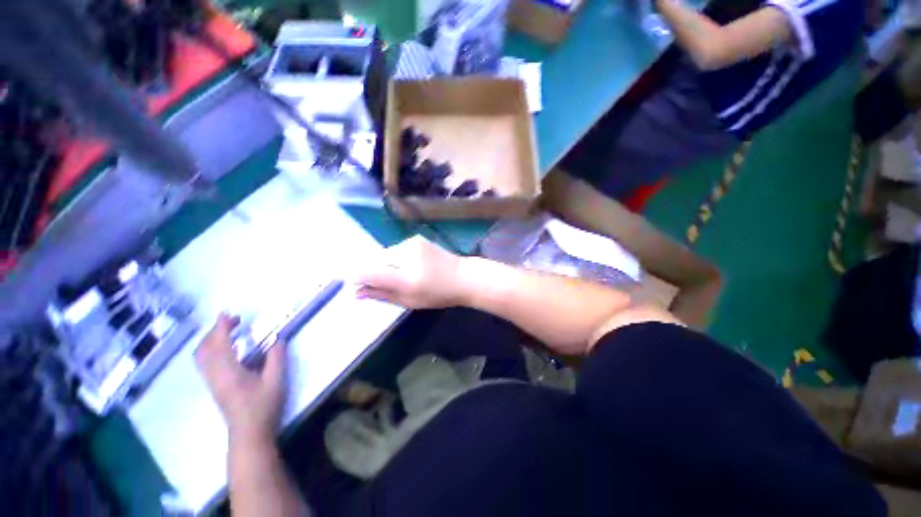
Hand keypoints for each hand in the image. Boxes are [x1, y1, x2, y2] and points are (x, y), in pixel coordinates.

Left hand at [195, 313, 286, 441]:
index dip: (221, 327)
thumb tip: (277, 340)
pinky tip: (227, 350)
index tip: (228, 314)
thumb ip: (277, 358)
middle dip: (215, 331)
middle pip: (204, 348)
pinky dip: (211, 350)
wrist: (249, 432)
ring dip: (211, 340)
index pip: (219, 343)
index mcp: (228, 371)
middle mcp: (215, 374)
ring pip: (201, 356)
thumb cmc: (263, 406)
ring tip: (228, 332)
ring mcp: (212, 381)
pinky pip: (205, 362)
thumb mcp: (276, 380)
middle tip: (233, 321)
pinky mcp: (214, 386)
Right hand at [356, 235, 465, 308]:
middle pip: (376, 260)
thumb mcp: (409, 300)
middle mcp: (406, 255)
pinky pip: (397, 249)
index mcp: (406, 277)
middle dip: (373, 270)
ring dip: (386, 264)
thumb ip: (382, 294)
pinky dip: (396, 258)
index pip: (371, 272)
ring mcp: (411, 243)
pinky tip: (411, 265)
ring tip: (402, 274)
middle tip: (380, 282)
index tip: (341, 276)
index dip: (353, 274)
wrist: (463, 276)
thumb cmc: (438, 294)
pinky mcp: (416, 238)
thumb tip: (356, 292)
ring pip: (386, 254)